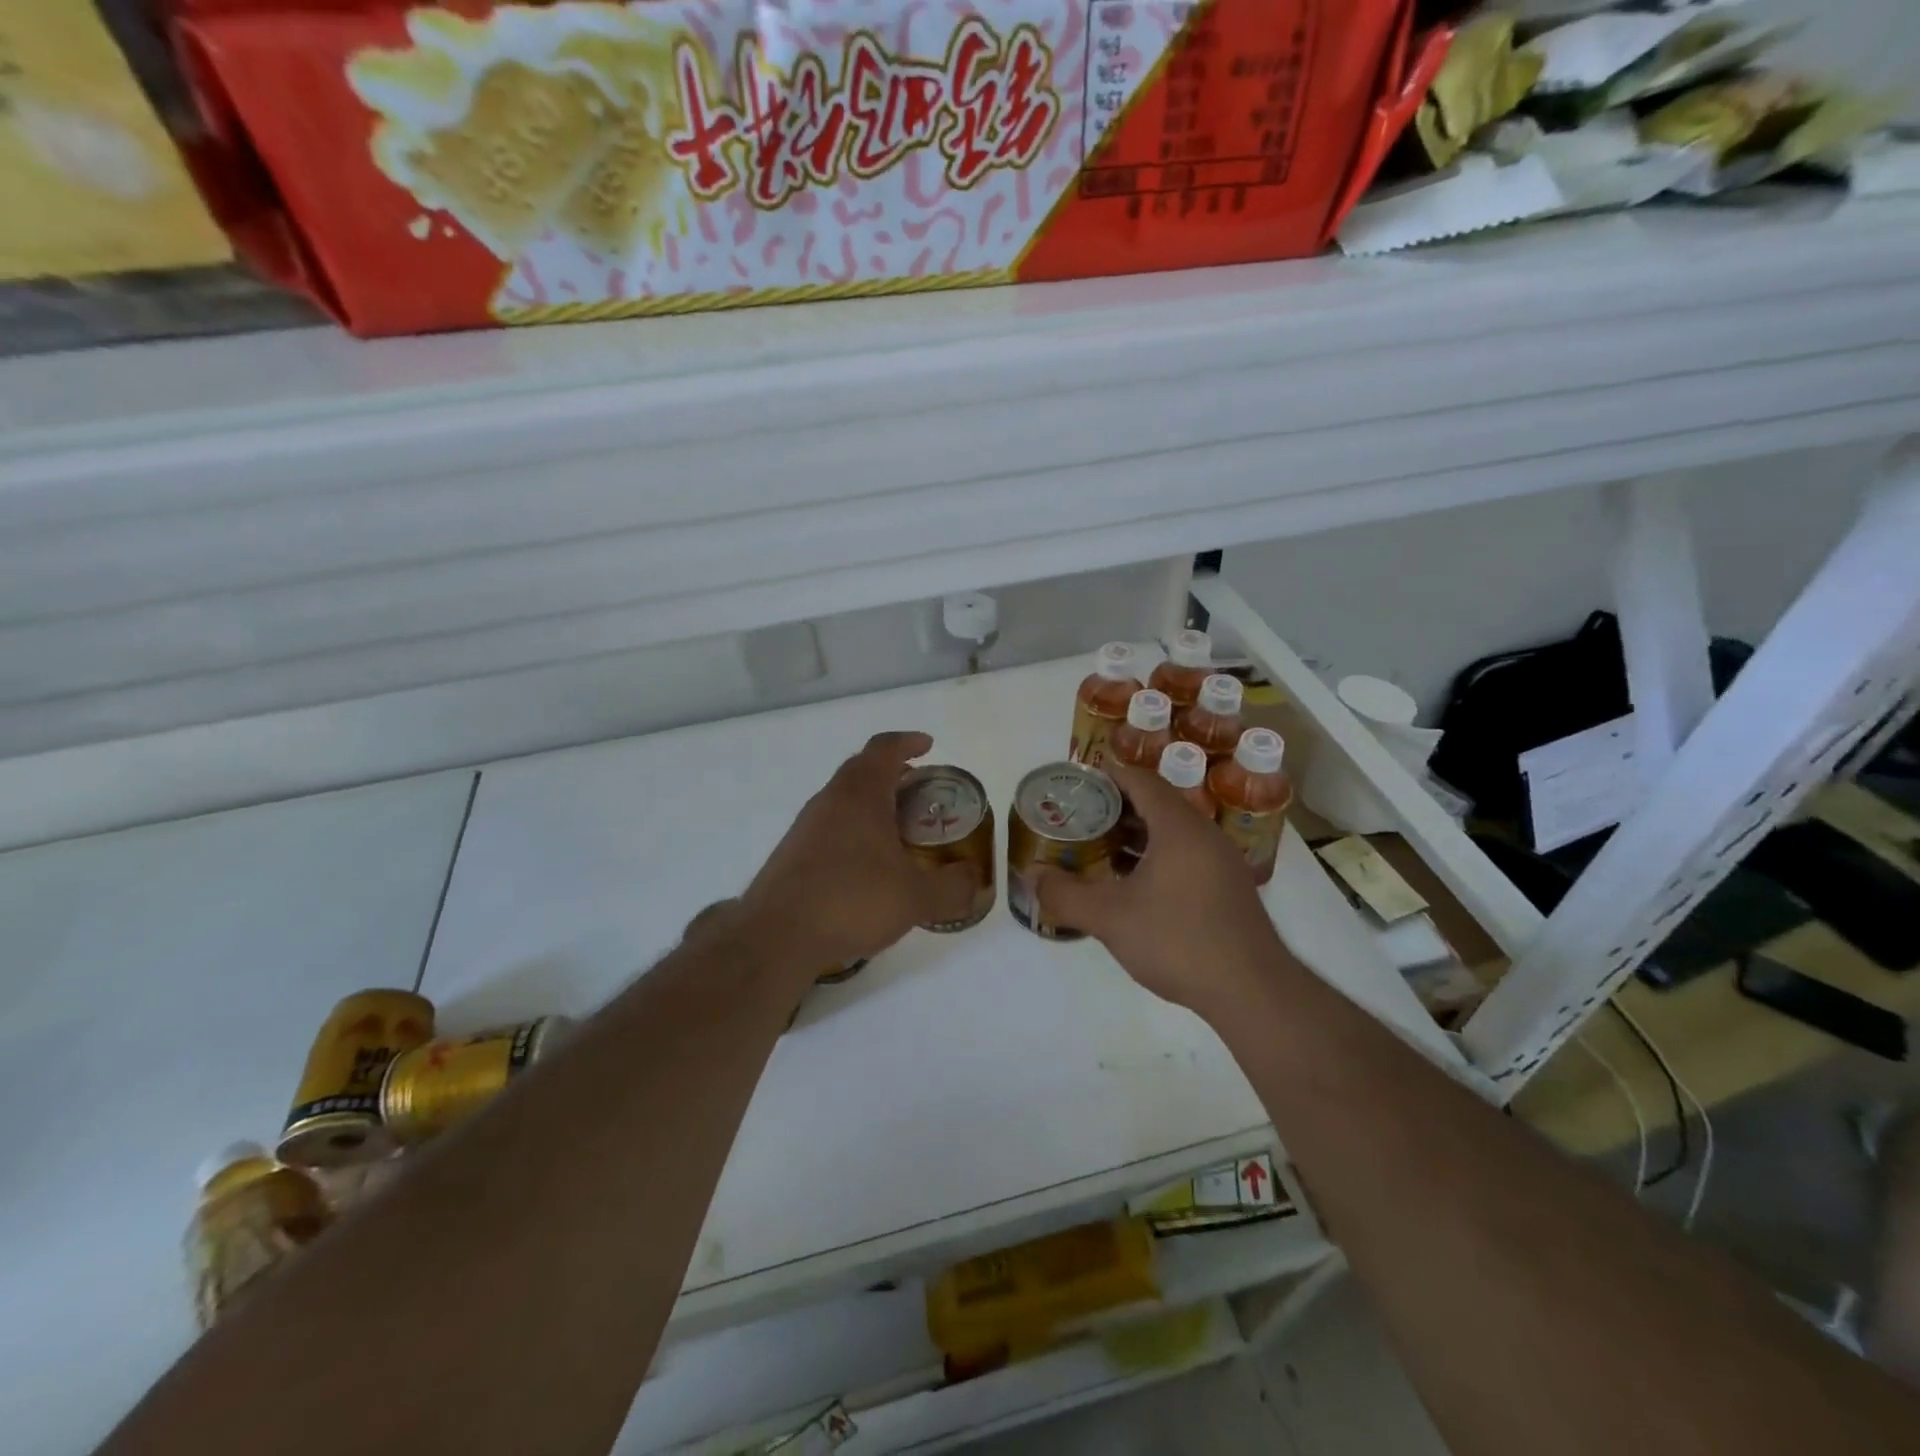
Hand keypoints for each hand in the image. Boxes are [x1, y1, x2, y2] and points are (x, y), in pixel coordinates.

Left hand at [738, 732, 976, 976]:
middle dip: (894, 773)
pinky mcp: (793, 853)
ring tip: (901, 830)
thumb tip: (975, 881)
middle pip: (862, 769)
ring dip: (873, 803)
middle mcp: (830, 800)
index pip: (884, 748)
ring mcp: (806, 826)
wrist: (776, 936)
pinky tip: (869, 865)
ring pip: (844, 799)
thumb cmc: (851, 900)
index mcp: (860, 794)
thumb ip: (952, 887)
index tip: (928, 746)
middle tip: (922, 791)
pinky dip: (855, 829)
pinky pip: (831, 826)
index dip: (908, 742)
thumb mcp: (915, 898)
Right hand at [1035, 762, 1285, 1016]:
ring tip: (1100, 848)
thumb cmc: (1178, 940)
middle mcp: (1204, 834)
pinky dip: (1157, 856)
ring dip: (1138, 834)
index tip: (1078, 781)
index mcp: (1179, 827)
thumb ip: (1065, 895)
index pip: (1142, 781)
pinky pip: (1187, 855)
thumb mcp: (1110, 918)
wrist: (1251, 990)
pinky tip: (1135, 885)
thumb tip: (1031, 877)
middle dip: (1117, 806)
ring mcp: (1222, 862)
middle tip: (1081, 817)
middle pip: (1158, 803)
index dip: (1109, 775)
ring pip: (1174, 832)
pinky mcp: (1229, 888)